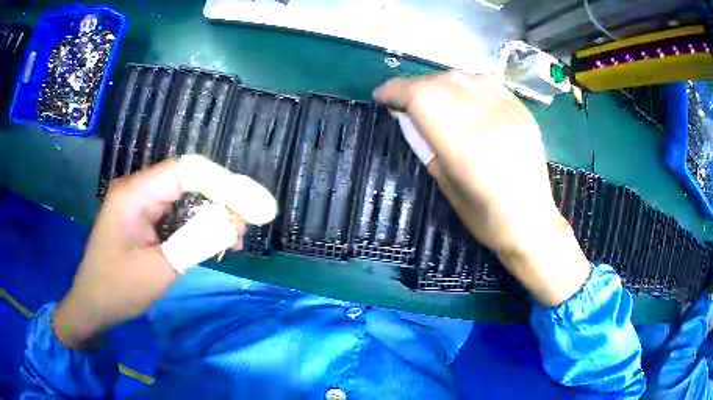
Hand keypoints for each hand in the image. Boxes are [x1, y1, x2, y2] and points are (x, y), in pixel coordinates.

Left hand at [53, 160, 246, 349]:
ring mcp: (139, 202)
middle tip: (247, 225)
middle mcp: (137, 189)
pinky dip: (195, 224)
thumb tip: (236, 224)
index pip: (186, 170)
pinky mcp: (142, 217)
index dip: (223, 182)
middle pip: (187, 179)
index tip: (252, 205)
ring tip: (235, 236)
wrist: (92, 305)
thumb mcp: (160, 270)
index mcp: (135, 194)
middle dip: (220, 198)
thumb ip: (197, 242)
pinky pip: (174, 211)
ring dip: (210, 213)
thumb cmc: (118, 289)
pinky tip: (212, 239)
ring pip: (183, 196)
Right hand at [374, 71, 589, 306]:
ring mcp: (509, 113)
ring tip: (433, 98)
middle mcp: (488, 122)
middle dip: (414, 87)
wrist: (532, 222)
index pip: (422, 98)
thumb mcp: (446, 185)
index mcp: (465, 147)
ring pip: (464, 77)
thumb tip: (411, 118)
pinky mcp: (522, 111)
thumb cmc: (486, 218)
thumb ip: (428, 146)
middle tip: (404, 101)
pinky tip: (462, 97)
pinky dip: (466, 84)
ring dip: (439, 83)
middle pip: (441, 82)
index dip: (396, 91)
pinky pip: (487, 82)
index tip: (381, 96)